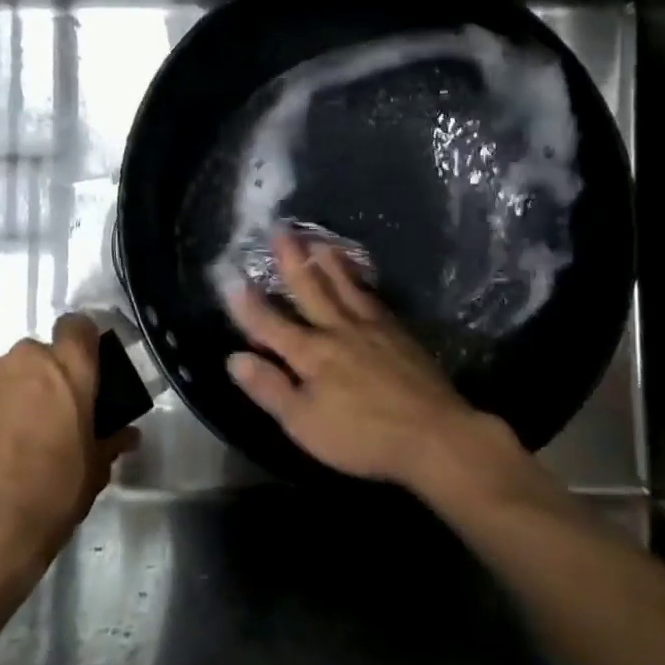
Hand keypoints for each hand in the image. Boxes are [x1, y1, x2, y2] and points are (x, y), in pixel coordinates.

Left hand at [0, 313, 134, 589]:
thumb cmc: (50, 497)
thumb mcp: (93, 473)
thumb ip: (108, 442)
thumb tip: (126, 434)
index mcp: (69, 369)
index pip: (78, 327)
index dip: (77, 344)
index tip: (75, 369)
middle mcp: (23, 358)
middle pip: (32, 357)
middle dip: (33, 382)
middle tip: (33, 421)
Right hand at [225, 229, 523, 497]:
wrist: (432, 434)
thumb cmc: (361, 436)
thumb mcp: (304, 423)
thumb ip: (269, 388)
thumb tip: (234, 358)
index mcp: (310, 353)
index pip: (270, 323)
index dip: (248, 304)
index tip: (231, 277)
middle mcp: (337, 330)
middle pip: (310, 288)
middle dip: (291, 259)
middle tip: (280, 228)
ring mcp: (371, 327)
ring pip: (344, 285)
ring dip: (328, 260)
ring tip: (317, 239)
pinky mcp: (398, 333)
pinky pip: (373, 296)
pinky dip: (361, 280)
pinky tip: (360, 276)